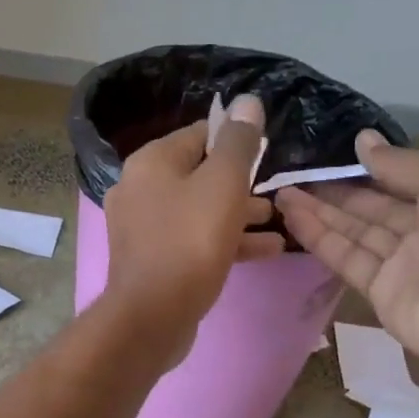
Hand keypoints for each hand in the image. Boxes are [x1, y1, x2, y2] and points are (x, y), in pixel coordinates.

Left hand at [102, 93, 283, 363]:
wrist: (152, 316)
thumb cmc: (190, 242)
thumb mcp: (223, 184)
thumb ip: (239, 143)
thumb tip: (247, 101)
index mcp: (151, 162)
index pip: (200, 134)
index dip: (237, 140)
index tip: (268, 154)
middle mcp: (140, 188)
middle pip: (199, 174)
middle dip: (241, 182)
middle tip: (277, 192)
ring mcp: (143, 227)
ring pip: (199, 210)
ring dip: (240, 213)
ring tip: (279, 220)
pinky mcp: (153, 260)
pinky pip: (193, 240)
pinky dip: (226, 241)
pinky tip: (267, 249)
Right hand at [275, 131, 418, 375]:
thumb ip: (400, 162)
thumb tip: (362, 140)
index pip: (398, 180)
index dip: (363, 168)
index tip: (324, 154)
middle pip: (370, 207)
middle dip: (332, 191)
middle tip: (291, 174)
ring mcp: (400, 264)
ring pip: (353, 232)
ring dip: (318, 212)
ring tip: (281, 193)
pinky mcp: (379, 292)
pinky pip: (346, 259)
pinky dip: (319, 239)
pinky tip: (293, 219)